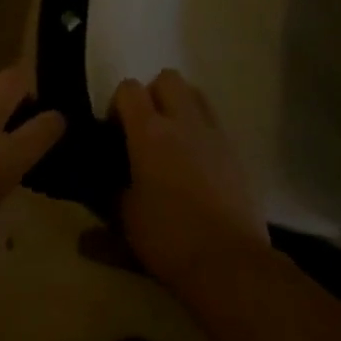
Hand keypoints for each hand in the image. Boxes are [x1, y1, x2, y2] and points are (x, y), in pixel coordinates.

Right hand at [114, 70, 268, 296]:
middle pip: (167, 78)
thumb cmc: (169, 237)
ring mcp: (213, 134)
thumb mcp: (126, 219)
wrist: (229, 262)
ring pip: (195, 94)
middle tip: (144, 129)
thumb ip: (110, 195)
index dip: (118, 105)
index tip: (114, 132)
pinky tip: (195, 164)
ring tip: (172, 140)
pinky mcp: (235, 152)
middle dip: (153, 95)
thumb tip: (104, 186)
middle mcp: (183, 121)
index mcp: (149, 131)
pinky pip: (214, 123)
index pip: (128, 88)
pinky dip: (201, 131)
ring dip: (180, 106)